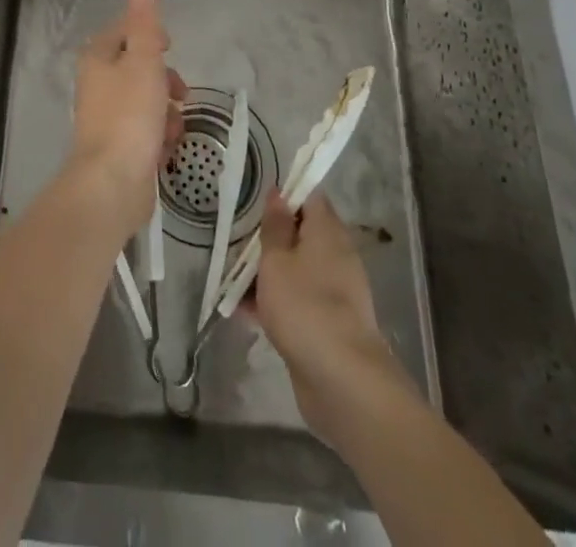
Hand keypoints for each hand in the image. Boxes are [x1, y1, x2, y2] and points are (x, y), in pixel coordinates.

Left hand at [68, 0, 185, 238]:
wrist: (112, 184)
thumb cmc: (129, 115)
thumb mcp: (143, 60)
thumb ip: (145, 22)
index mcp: (97, 58)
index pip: (126, 31)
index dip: (152, 36)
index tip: (169, 48)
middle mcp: (98, 84)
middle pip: (141, 68)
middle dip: (166, 80)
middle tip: (179, 92)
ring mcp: (108, 118)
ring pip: (148, 101)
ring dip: (167, 112)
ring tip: (171, 129)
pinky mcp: (119, 147)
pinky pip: (147, 131)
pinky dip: (160, 137)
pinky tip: (164, 150)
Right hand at [247, 193, 407, 449]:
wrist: (343, 383)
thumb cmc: (305, 307)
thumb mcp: (277, 260)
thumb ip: (275, 226)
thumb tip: (279, 192)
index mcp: (328, 232)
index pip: (309, 196)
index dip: (284, 192)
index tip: (256, 197)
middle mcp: (336, 256)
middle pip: (301, 233)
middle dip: (270, 236)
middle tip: (238, 237)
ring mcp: (334, 292)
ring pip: (296, 268)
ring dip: (268, 271)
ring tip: (233, 275)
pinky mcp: (327, 323)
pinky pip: (298, 299)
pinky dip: (275, 301)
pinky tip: (244, 310)